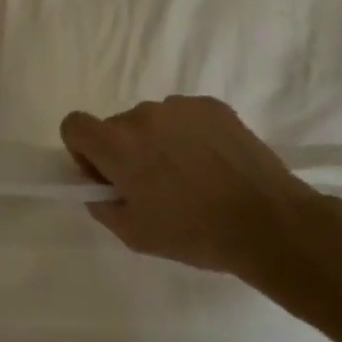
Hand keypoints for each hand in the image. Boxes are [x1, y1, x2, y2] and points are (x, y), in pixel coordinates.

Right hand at [61, 95, 341, 323]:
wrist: (268, 222)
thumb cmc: (194, 233)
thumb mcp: (134, 235)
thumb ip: (103, 206)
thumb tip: (99, 187)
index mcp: (116, 144)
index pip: (73, 125)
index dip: (82, 150)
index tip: (106, 175)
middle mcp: (142, 114)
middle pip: (116, 126)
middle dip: (125, 151)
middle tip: (155, 186)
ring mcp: (180, 106)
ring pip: (152, 121)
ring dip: (158, 142)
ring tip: (192, 177)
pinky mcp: (212, 106)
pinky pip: (185, 117)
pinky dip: (189, 136)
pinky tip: (213, 165)